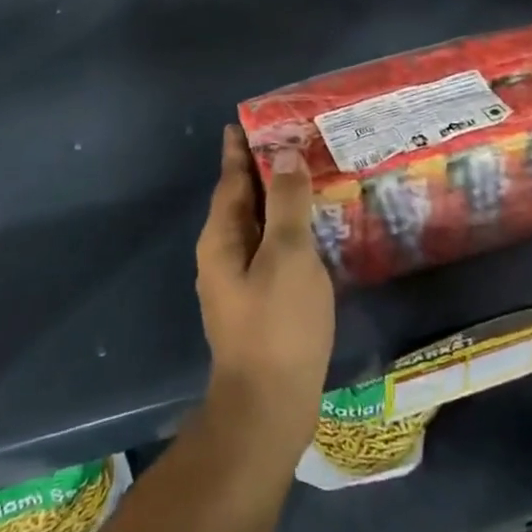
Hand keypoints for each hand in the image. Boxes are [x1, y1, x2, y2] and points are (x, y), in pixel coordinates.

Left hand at [195, 126, 335, 463]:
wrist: (268, 410)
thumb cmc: (278, 326)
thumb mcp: (288, 255)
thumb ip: (286, 203)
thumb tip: (284, 155)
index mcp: (221, 237)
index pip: (230, 178)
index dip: (240, 148)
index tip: (251, 120)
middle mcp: (222, 254)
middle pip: (241, 199)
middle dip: (262, 170)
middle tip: (293, 142)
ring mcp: (237, 282)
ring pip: (256, 226)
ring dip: (277, 201)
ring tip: (307, 178)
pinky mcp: (256, 304)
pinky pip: (269, 251)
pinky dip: (286, 231)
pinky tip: (311, 232)